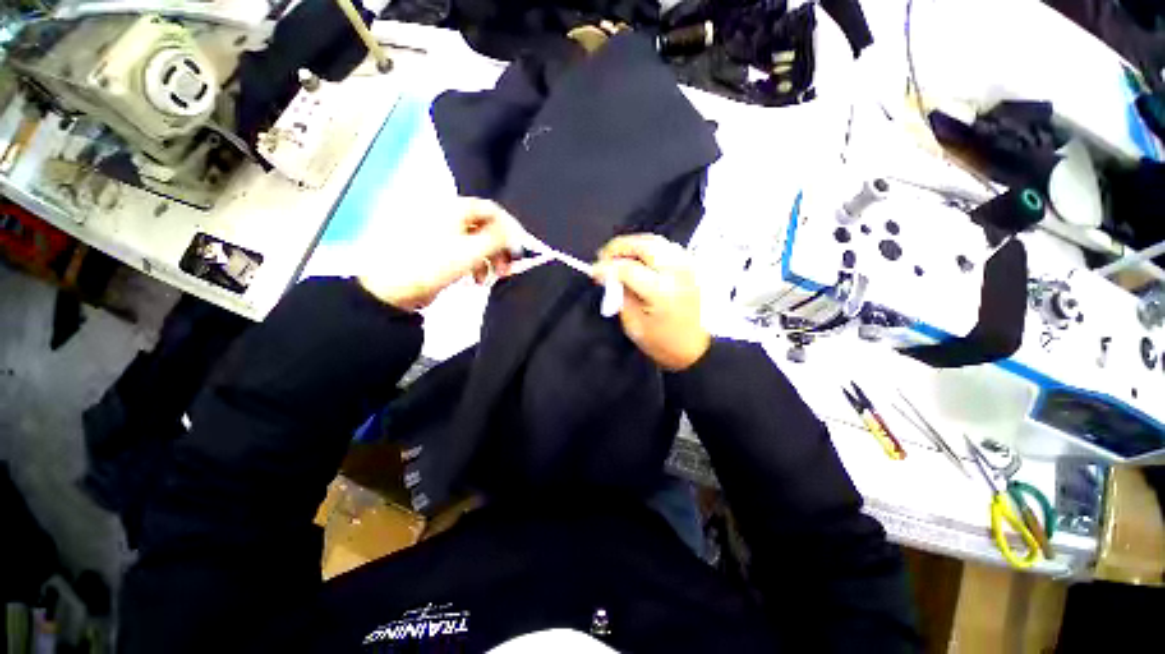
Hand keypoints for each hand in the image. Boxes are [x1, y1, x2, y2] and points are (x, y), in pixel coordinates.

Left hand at [358, 198, 517, 310]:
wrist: (392, 288)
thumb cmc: (434, 264)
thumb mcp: (471, 250)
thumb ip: (499, 239)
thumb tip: (517, 234)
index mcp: (455, 209)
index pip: (492, 209)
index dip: (510, 227)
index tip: (520, 247)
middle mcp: (449, 217)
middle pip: (485, 227)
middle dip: (500, 248)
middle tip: (508, 267)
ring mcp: (442, 234)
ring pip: (477, 242)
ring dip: (489, 260)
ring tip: (490, 278)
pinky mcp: (438, 251)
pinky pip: (465, 253)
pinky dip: (475, 265)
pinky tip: (475, 280)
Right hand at [592, 234, 710, 370]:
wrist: (697, 349)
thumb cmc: (664, 343)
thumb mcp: (634, 325)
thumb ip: (620, 296)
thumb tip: (607, 276)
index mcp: (661, 291)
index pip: (627, 268)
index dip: (606, 267)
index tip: (593, 271)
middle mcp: (676, 272)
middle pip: (644, 245)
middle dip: (619, 247)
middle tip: (604, 257)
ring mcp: (687, 266)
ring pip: (656, 241)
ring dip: (634, 245)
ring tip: (619, 256)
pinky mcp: (691, 267)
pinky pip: (667, 247)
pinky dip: (649, 248)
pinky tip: (638, 259)